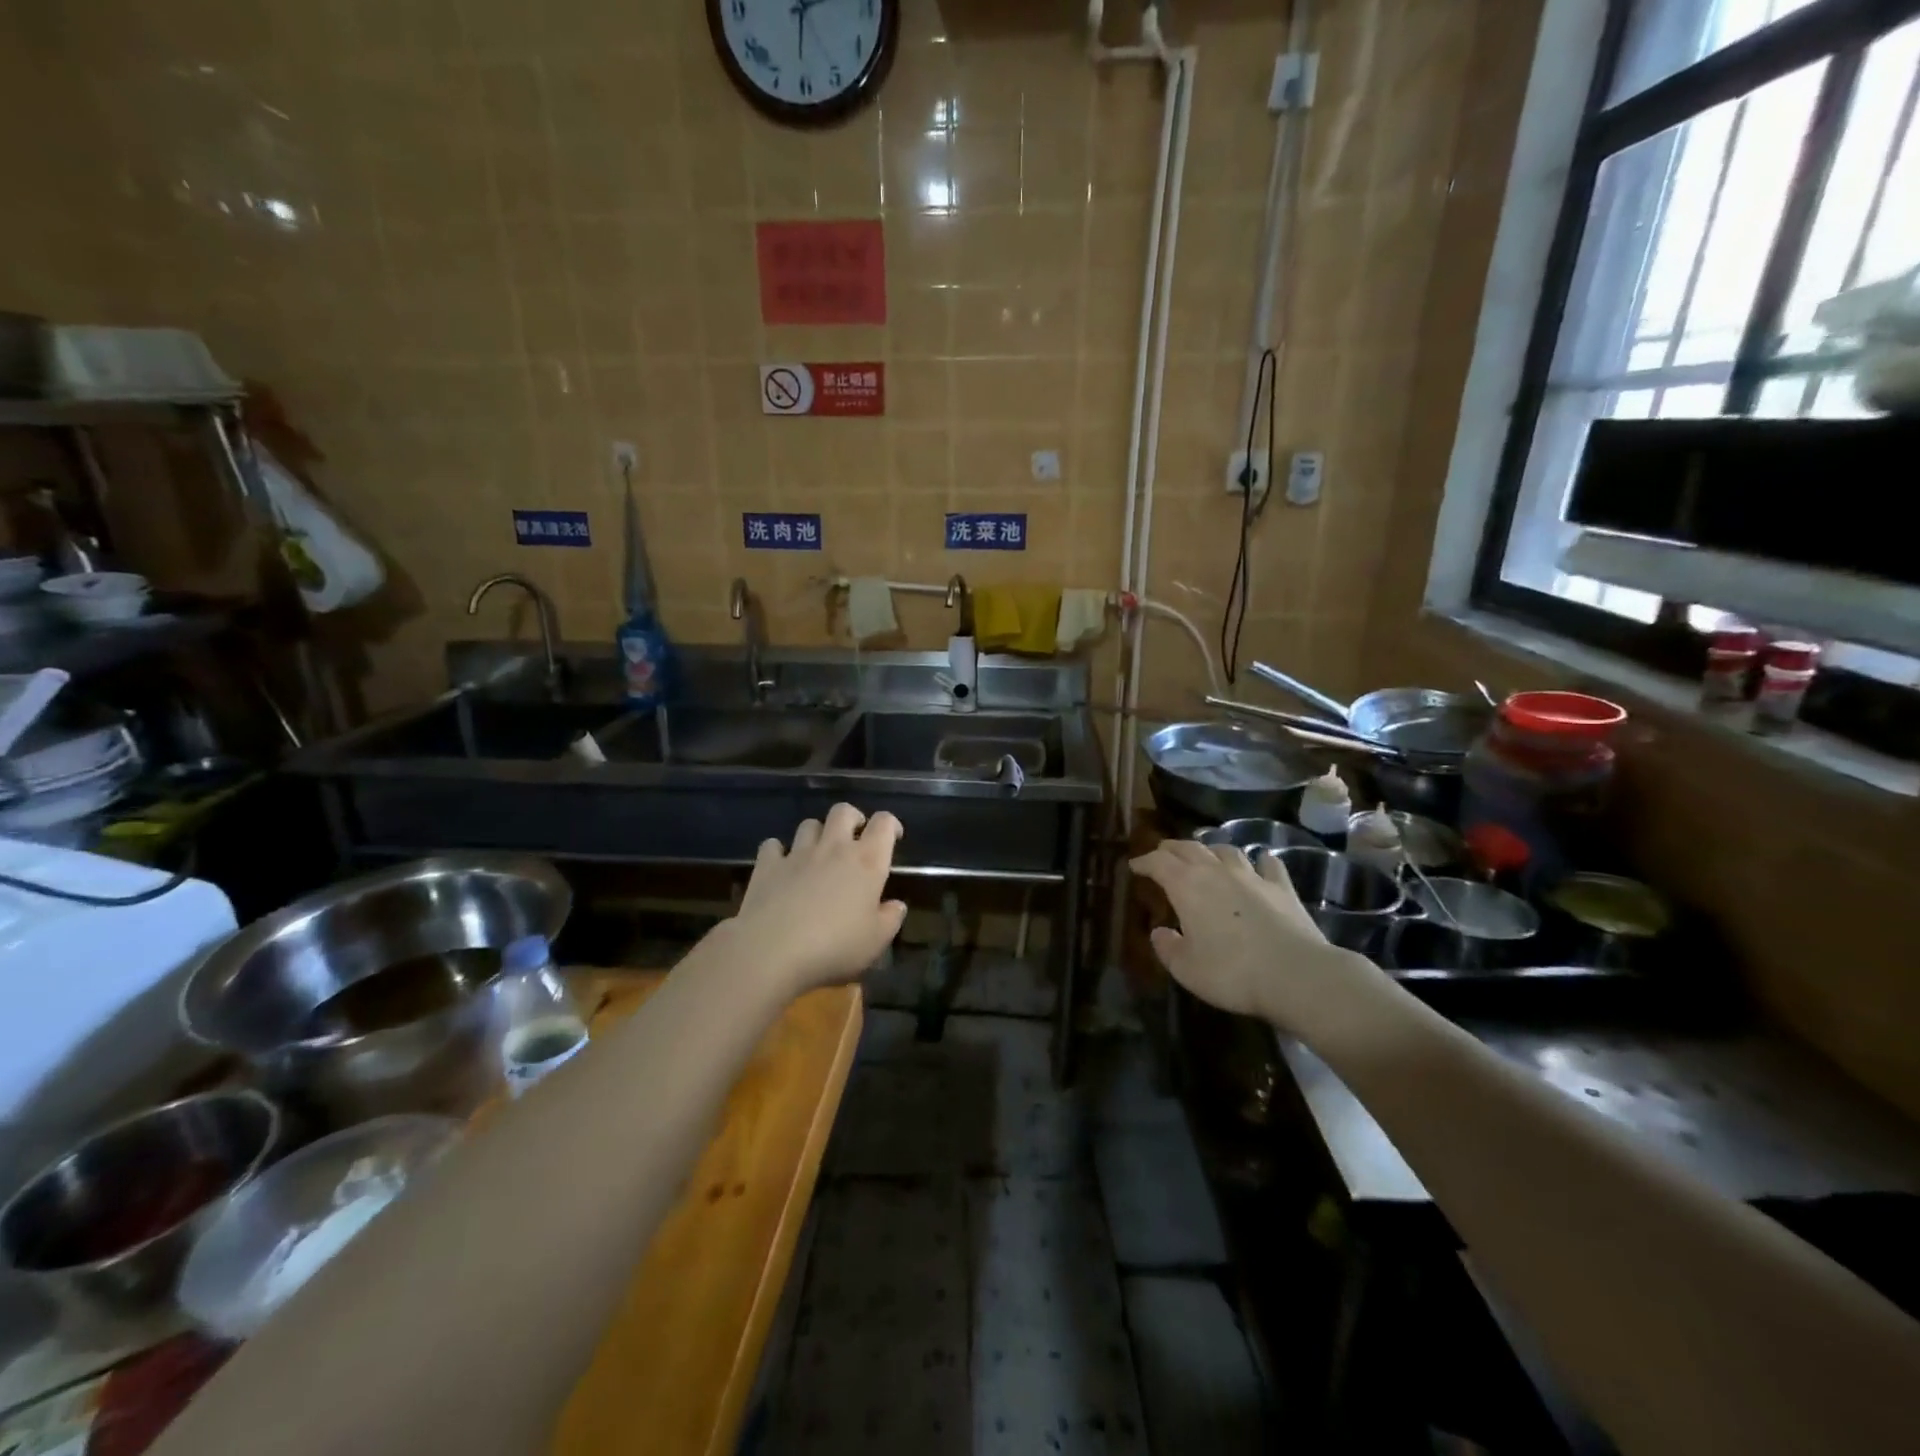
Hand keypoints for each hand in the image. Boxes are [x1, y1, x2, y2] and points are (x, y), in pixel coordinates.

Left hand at [734, 803, 907, 994]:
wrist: (773, 951)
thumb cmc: (834, 947)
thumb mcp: (876, 941)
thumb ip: (891, 919)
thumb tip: (896, 905)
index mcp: (867, 861)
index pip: (884, 823)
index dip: (891, 824)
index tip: (893, 837)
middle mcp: (833, 848)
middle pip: (843, 811)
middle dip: (852, 818)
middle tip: (854, 838)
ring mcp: (797, 853)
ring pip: (809, 824)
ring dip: (817, 834)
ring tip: (819, 854)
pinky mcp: (767, 865)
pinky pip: (773, 845)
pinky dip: (778, 851)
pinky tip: (781, 866)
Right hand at [1129, 840, 1387, 1032]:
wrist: (1296, 975)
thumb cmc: (1231, 973)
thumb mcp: (1186, 969)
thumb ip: (1167, 948)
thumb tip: (1159, 932)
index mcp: (1187, 886)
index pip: (1158, 862)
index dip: (1144, 861)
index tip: (1134, 865)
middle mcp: (1217, 872)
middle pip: (1190, 848)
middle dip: (1172, 849)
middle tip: (1163, 854)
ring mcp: (1252, 876)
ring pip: (1227, 850)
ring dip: (1212, 850)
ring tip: (1207, 857)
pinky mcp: (1283, 888)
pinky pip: (1268, 864)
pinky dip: (1259, 861)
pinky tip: (1260, 863)